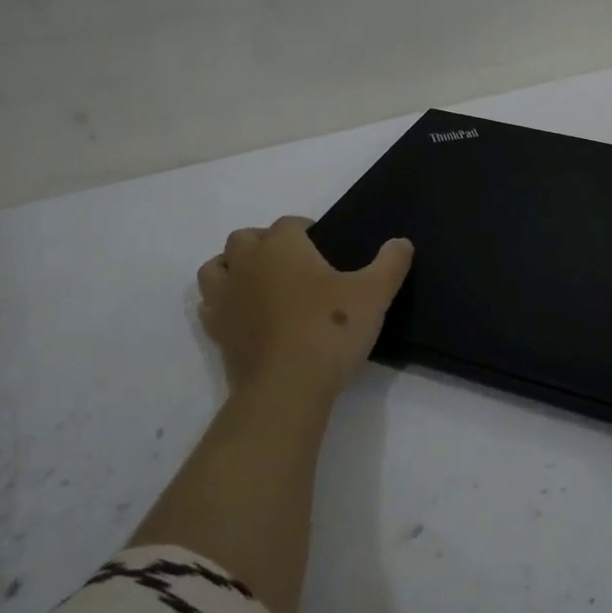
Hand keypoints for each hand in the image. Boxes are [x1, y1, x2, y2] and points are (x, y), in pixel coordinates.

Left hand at [197, 217, 413, 405]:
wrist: (287, 388)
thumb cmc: (330, 330)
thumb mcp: (375, 293)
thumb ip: (391, 263)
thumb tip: (402, 242)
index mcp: (282, 246)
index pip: (289, 224)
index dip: (306, 230)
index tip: (324, 246)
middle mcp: (247, 264)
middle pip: (245, 238)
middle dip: (265, 243)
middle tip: (293, 263)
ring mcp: (226, 298)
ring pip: (216, 267)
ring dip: (233, 268)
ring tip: (260, 283)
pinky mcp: (216, 332)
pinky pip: (210, 306)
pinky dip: (223, 303)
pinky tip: (245, 315)